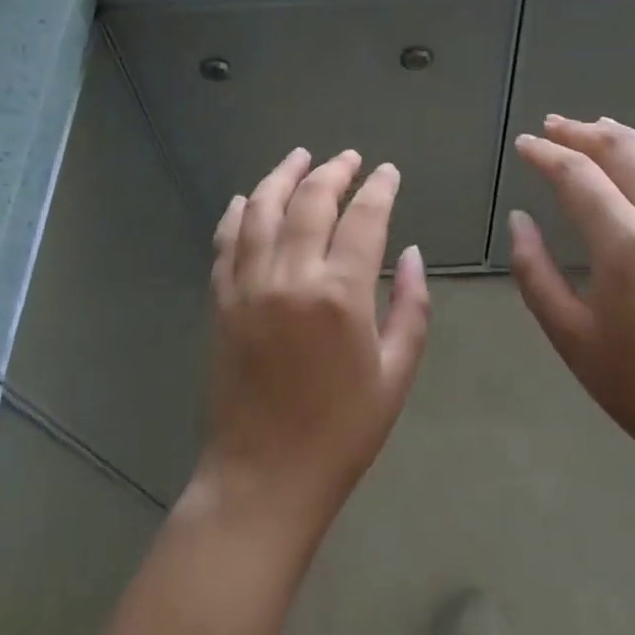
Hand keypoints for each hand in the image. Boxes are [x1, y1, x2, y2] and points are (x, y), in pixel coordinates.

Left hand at [196, 148, 430, 528]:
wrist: (264, 477)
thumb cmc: (342, 431)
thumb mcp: (395, 374)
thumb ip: (411, 307)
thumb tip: (413, 253)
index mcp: (340, 294)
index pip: (364, 218)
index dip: (379, 188)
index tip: (388, 171)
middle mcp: (290, 276)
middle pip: (311, 200)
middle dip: (333, 171)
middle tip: (349, 158)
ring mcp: (248, 284)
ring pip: (261, 209)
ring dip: (282, 176)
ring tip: (300, 157)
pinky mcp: (221, 300)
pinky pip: (226, 241)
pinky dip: (237, 212)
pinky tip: (246, 198)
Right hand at [508, 117, 634, 496]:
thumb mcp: (568, 333)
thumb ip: (534, 270)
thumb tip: (519, 220)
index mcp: (624, 241)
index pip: (577, 175)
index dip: (546, 155)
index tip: (524, 145)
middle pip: (622, 150)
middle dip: (582, 133)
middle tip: (553, 126)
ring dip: (626, 136)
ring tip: (598, 126)